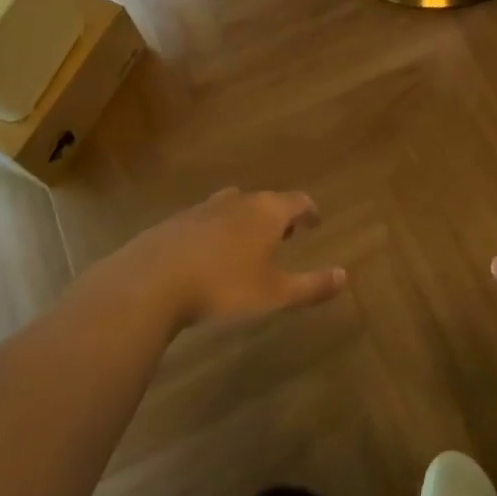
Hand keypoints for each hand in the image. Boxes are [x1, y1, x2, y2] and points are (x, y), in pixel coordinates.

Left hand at [113, 188, 346, 331]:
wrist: (151, 281)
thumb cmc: (223, 286)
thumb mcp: (275, 294)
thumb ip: (311, 286)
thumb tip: (345, 275)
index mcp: (267, 212)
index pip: (297, 201)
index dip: (309, 210)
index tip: (315, 221)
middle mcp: (238, 201)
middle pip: (265, 200)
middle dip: (278, 216)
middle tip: (285, 234)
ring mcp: (203, 209)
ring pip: (233, 207)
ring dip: (246, 221)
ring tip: (247, 243)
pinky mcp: (175, 223)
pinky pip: (205, 221)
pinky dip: (216, 232)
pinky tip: (209, 255)